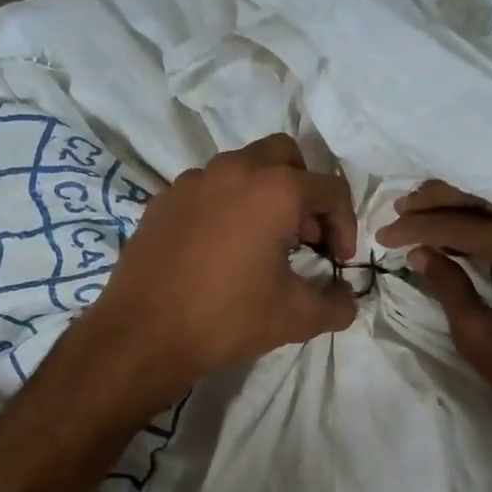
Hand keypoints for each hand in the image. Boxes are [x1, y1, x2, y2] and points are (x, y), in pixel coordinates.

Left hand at [79, 134, 357, 411]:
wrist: (143, 335)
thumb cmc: (227, 319)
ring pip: (242, 168)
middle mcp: (234, 170)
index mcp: (274, 190)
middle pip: (285, 156)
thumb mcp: (297, 318)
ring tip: (265, 242)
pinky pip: (207, 190)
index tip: (338, 261)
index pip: (330, 190)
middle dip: (305, 191)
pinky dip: (227, 207)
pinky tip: (221, 250)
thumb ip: (338, 305)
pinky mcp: (163, 201)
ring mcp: (191, 182)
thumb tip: (348, 299)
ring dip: (265, 195)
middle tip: (305, 235)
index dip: (345, 225)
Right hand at [377, 180, 491, 448]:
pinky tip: (472, 227)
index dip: (417, 228)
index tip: (383, 234)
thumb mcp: (480, 337)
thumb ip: (448, 286)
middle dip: (440, 202)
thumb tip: (421, 253)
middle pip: (486, 199)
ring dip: (469, 207)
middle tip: (401, 207)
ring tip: (428, 212)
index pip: (459, 225)